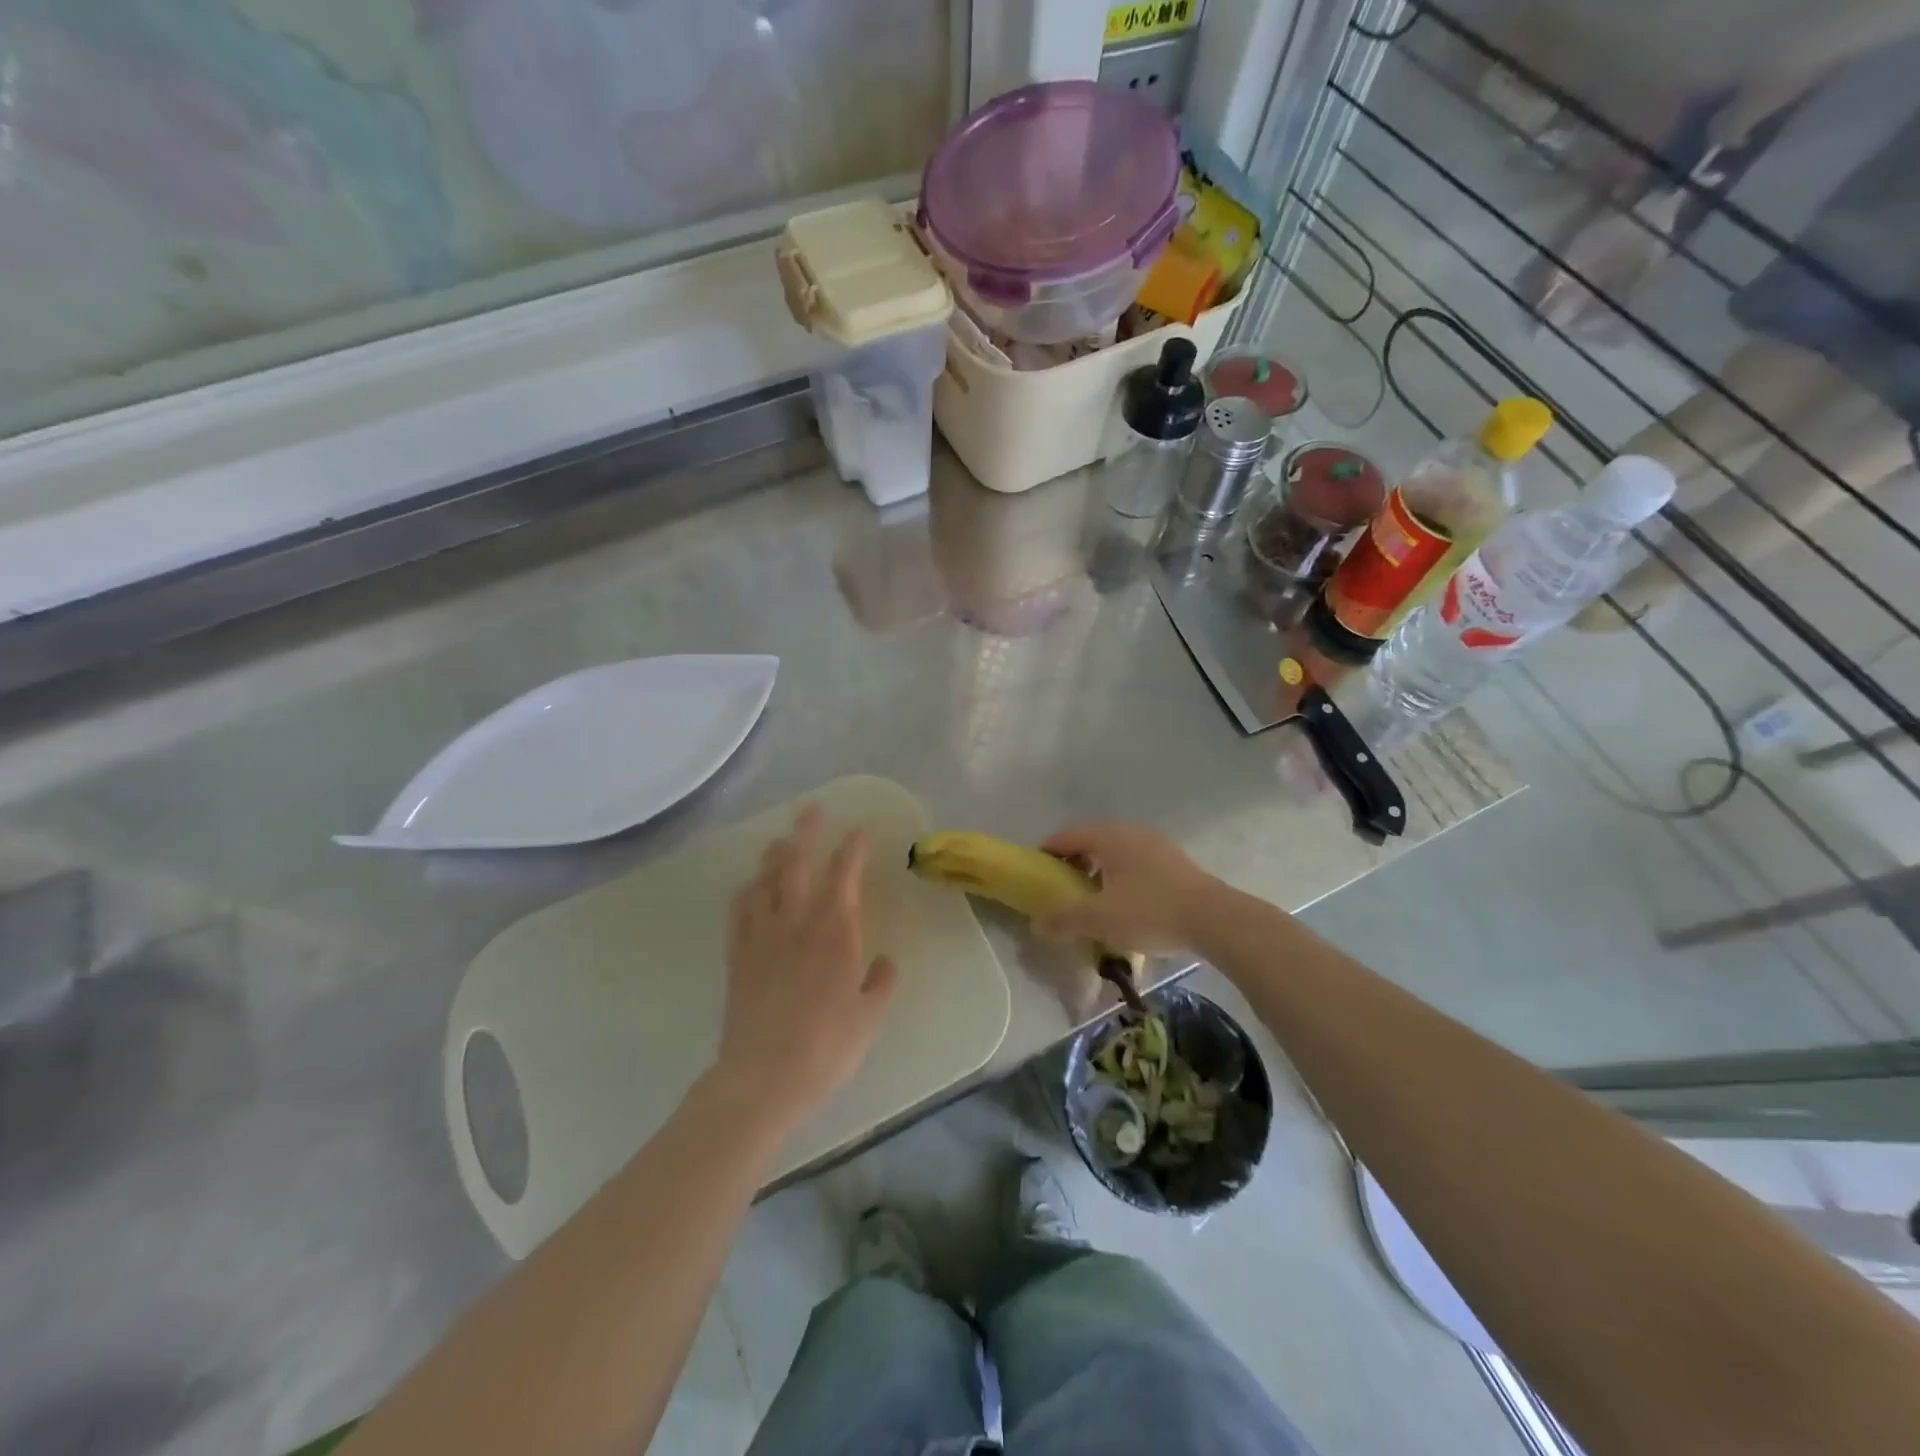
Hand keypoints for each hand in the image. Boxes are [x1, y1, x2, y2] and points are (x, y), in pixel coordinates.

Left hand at [713, 805, 896, 1127]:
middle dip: (806, 831)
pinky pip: (740, 910)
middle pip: (798, 862)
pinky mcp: (738, 954)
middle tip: (811, 808)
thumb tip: (885, 962)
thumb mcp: (870, 1017)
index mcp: (835, 930)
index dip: (853, 848)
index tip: (860, 831)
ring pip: (765, 880)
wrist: (764, 1077)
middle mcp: (797, 921)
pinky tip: (750, 887)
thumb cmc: (827, 1046)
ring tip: (781, 841)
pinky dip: (747, 891)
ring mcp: (762, 935)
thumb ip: (881, 982)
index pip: (844, 874)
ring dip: (775, 856)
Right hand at [1032, 822, 1216, 954]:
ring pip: (1116, 853)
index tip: (1036, 873)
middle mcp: (1131, 832)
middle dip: (1073, 864)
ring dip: (1099, 872)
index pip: (1067, 836)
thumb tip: (1036, 923)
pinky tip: (1125, 903)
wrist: (1214, 919)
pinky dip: (1122, 877)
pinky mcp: (1175, 862)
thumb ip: (1064, 919)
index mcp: (1109, 837)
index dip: (1048, 853)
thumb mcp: (1099, 919)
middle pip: (1092, 842)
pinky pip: (1136, 863)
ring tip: (1093, 899)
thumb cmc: (1149, 911)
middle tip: (1062, 889)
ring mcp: (1157, 844)